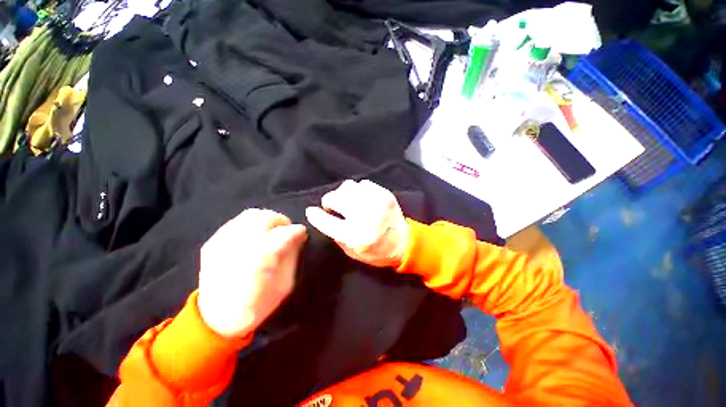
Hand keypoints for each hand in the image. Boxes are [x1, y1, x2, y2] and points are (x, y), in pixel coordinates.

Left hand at [198, 209, 306, 337]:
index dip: (298, 231)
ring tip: (272, 231)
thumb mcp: (285, 284)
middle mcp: (241, 244)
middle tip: (287, 231)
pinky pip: (237, 222)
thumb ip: (293, 256)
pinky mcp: (212, 242)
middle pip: (267, 218)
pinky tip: (255, 236)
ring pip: (251, 215)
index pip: (286, 232)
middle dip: (283, 221)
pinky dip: (251, 224)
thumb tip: (298, 237)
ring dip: (267, 220)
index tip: (302, 234)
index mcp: (261, 256)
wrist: (216, 319)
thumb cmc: (257, 305)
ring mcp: (223, 241)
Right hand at [305, 179, 409, 267]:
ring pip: (348, 186)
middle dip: (330, 202)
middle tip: (334, 207)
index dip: (316, 215)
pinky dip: (358, 191)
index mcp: (356, 236)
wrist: (404, 243)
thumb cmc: (376, 252)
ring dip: (344, 194)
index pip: (327, 221)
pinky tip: (362, 199)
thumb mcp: (352, 252)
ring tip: (349, 202)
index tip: (311, 211)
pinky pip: (363, 184)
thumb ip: (335, 234)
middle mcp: (366, 217)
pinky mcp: (385, 194)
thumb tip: (322, 215)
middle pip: (336, 198)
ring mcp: (377, 202)